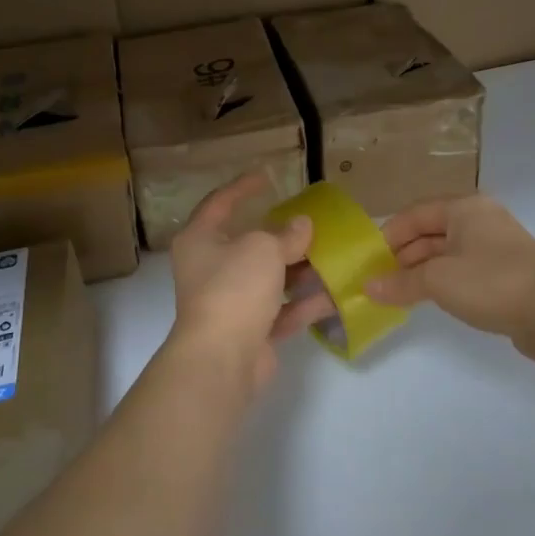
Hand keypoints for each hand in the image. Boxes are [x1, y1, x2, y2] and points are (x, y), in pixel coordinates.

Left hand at [168, 174, 330, 397]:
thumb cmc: (234, 287)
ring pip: (268, 280)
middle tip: (310, 223)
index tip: (267, 177)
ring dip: (298, 271)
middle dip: (281, 236)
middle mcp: (210, 269)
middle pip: (249, 245)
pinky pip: (280, 311)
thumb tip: (301, 225)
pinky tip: (334, 294)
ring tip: (332, 257)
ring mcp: (229, 303)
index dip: (242, 188)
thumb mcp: (264, 248)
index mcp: (200, 240)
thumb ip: (285, 234)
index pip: (219, 203)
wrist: (223, 358)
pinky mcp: (249, 331)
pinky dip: (304, 304)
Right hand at [366, 195, 534, 341]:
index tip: (369, 261)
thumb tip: (368, 287)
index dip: (389, 235)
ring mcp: (494, 246)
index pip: (415, 214)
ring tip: (397, 292)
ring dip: (421, 271)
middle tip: (379, 279)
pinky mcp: (504, 272)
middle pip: (430, 231)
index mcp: (464, 208)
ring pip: (446, 252)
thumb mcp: (438, 281)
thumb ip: (400, 282)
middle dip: (403, 255)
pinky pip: (463, 270)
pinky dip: (442, 281)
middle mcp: (479, 220)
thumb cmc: (491, 282)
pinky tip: (427, 299)